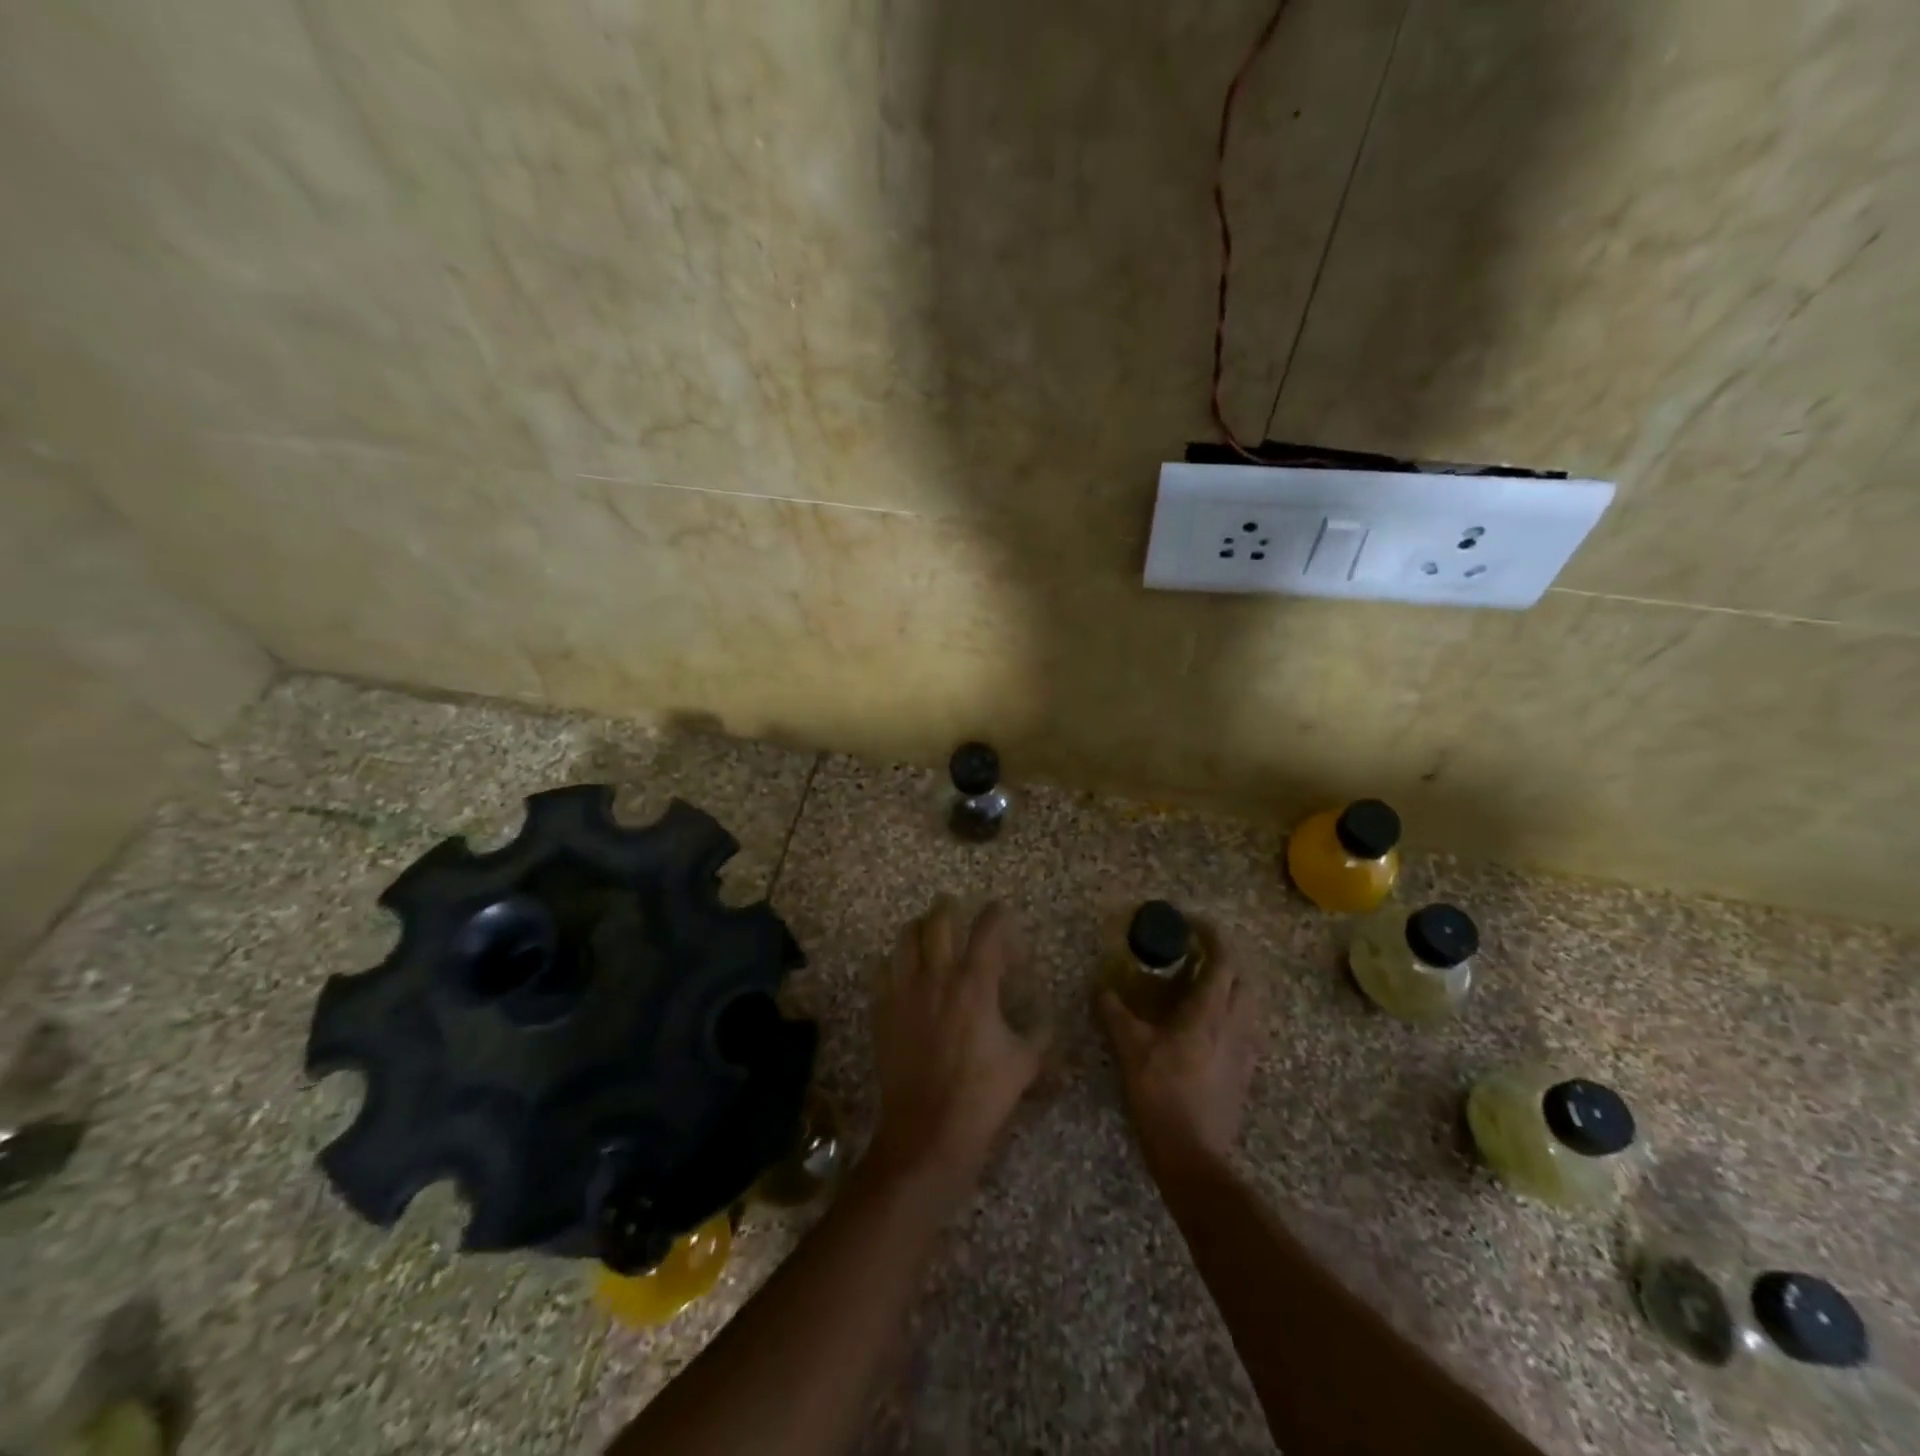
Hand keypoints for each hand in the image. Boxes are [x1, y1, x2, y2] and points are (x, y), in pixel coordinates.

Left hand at [866, 899, 1048, 1205]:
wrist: (927, 1132)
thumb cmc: (982, 1097)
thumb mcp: (1025, 1065)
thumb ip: (1039, 1034)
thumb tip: (1046, 1020)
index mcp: (975, 984)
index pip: (987, 929)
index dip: (997, 914)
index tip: (1002, 911)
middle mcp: (937, 977)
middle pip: (938, 921)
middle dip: (950, 909)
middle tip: (958, 911)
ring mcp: (904, 991)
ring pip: (905, 938)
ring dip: (919, 929)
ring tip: (928, 934)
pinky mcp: (883, 1011)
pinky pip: (883, 970)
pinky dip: (894, 962)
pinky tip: (904, 973)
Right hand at [1098, 922, 1262, 1179]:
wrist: (1193, 1155)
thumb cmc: (1161, 1094)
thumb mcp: (1130, 1049)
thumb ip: (1115, 1014)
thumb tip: (1100, 988)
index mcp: (1209, 1012)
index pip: (1223, 961)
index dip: (1212, 936)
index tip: (1193, 924)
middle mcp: (1235, 1025)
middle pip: (1244, 979)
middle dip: (1225, 959)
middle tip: (1198, 954)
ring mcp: (1245, 1051)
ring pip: (1249, 1005)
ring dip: (1231, 986)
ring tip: (1203, 987)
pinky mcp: (1245, 1073)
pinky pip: (1246, 1030)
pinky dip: (1232, 1015)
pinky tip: (1210, 1026)